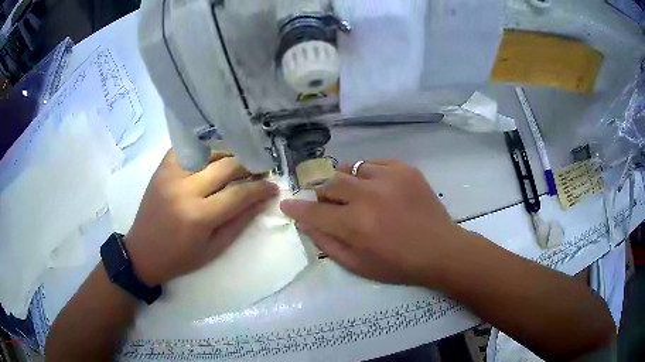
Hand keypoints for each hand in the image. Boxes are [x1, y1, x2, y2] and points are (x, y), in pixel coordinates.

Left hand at [125, 151, 277, 285]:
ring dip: (228, 155)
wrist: (142, 252)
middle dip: (249, 166)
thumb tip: (261, 201)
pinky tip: (212, 156)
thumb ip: (239, 222)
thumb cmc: (180, 258)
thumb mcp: (214, 249)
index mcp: (198, 216)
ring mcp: (171, 174)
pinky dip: (203, 149)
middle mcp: (184, 189)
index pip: (238, 194)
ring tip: (239, 162)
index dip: (260, 188)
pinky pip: (187, 148)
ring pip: (208, 152)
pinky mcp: (162, 169)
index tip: (273, 186)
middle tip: (260, 169)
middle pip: (226, 166)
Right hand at [280, 160, 463, 286]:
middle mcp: (368, 197)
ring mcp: (388, 178)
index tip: (286, 204)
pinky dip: (365, 174)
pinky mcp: (404, 169)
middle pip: (327, 183)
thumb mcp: (358, 265)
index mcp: (356, 225)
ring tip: (351, 194)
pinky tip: (374, 187)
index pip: (313, 212)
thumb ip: (327, 243)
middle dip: (319, 193)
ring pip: (348, 169)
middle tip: (324, 202)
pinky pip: (372, 163)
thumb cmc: (398, 264)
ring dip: (342, 181)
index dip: (296, 208)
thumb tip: (305, 224)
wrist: (440, 249)